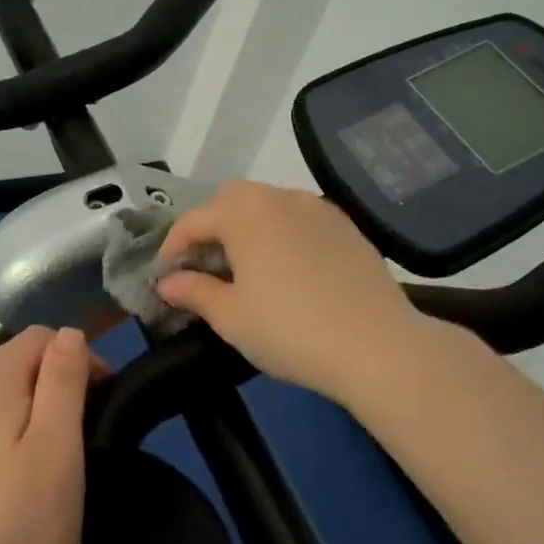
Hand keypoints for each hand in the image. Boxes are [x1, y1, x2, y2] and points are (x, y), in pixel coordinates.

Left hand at [0, 327, 100, 543]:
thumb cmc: (21, 526)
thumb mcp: (59, 447)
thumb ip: (63, 380)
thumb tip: (69, 334)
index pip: (39, 337)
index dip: (78, 357)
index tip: (102, 398)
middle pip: (11, 363)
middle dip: (52, 382)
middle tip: (82, 431)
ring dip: (26, 410)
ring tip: (50, 458)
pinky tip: (8, 483)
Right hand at [156, 180, 423, 405]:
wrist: (377, 345)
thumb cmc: (290, 331)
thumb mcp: (231, 317)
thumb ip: (194, 292)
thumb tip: (168, 283)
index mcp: (244, 213)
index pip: (193, 220)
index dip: (172, 247)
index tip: (166, 276)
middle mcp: (280, 198)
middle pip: (231, 199)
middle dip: (211, 226)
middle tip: (206, 267)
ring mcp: (317, 208)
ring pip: (269, 204)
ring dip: (247, 226)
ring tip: (247, 267)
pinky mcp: (345, 226)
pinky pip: (300, 218)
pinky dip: (282, 232)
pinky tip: (288, 269)